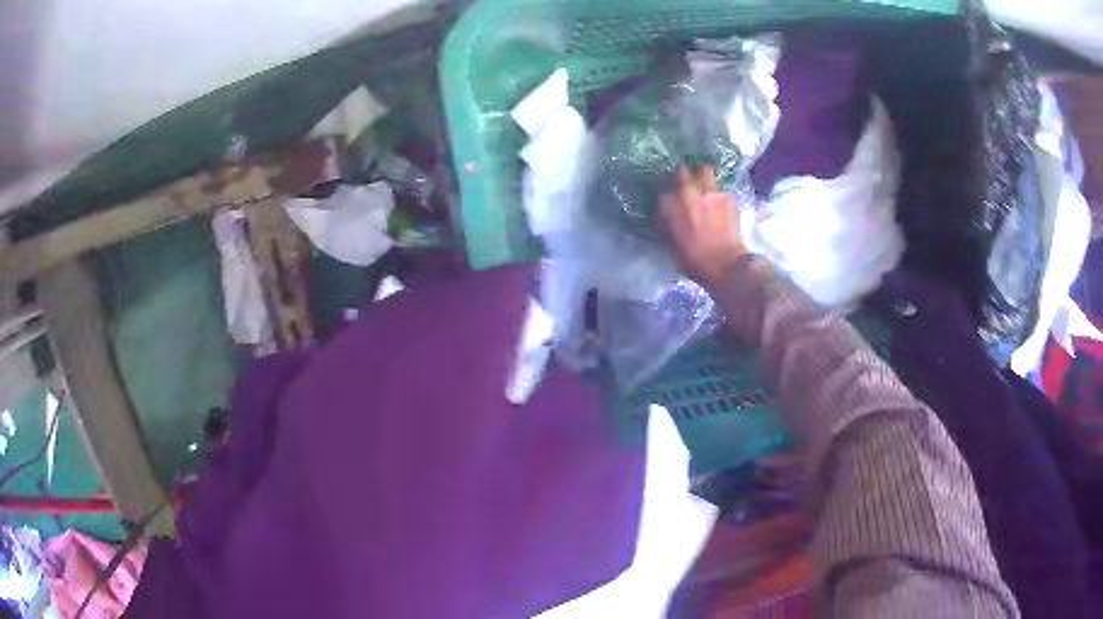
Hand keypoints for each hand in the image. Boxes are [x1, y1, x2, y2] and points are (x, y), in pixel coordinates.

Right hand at [661, 167, 746, 291]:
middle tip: (686, 184)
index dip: (667, 196)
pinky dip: (720, 193)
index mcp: (670, 207)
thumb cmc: (694, 261)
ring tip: (704, 181)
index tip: (670, 201)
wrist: (725, 263)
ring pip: (704, 170)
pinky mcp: (727, 197)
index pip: (663, 192)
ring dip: (702, 174)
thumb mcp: (672, 245)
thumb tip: (667, 218)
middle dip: (683, 177)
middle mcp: (687, 194)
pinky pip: (721, 188)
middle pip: (682, 173)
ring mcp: (709, 193)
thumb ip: (669, 225)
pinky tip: (722, 201)